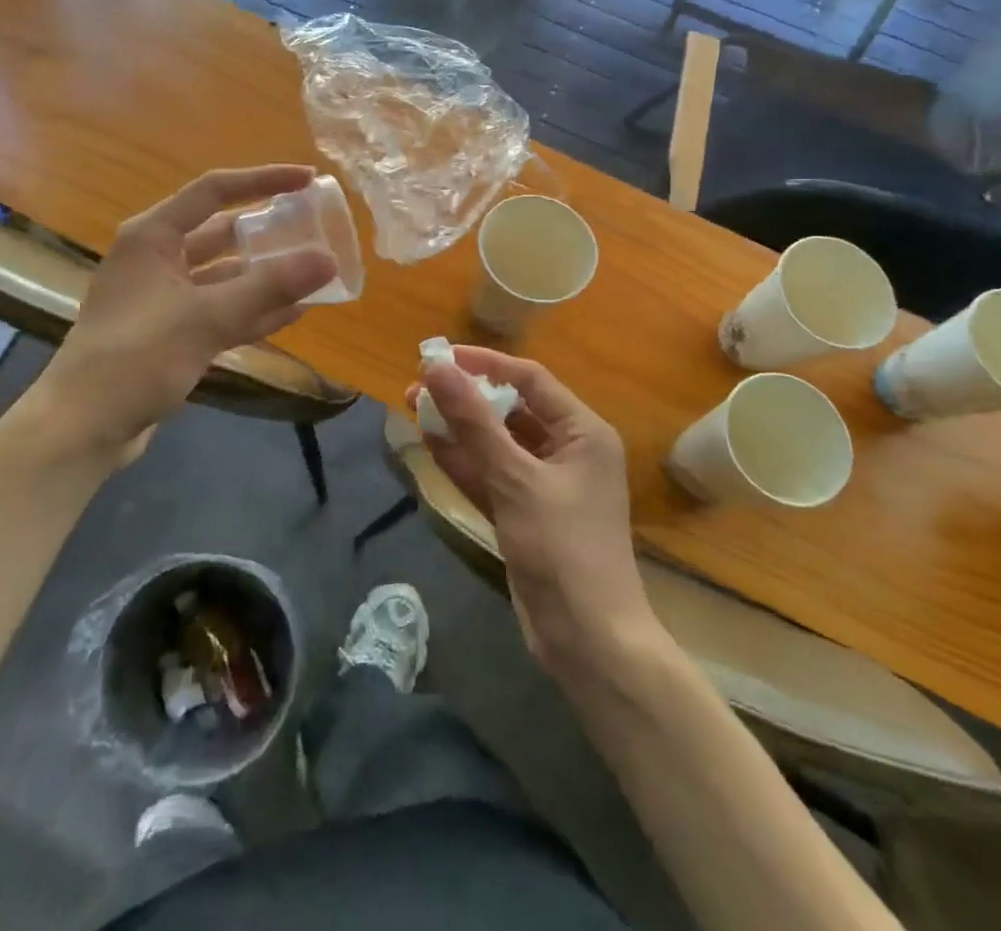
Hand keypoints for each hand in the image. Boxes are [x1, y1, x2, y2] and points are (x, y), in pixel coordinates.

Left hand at [40, 165, 337, 457]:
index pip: (214, 191)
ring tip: (315, 271)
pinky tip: (295, 311)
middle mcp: (158, 259)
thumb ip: (269, 287)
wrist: (83, 427)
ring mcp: (164, 298)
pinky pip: (222, 310)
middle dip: (268, 231)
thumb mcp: (206, 318)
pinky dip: (254, 310)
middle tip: (316, 229)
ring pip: (225, 276)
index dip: (263, 180)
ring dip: (266, 275)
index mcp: (153, 237)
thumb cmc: (137, 357)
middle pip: (222, 233)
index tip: (308, 179)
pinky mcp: (172, 333)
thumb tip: (328, 259)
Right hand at [410, 348, 654, 673]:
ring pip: (495, 443)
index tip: (440, 357)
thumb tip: (436, 368)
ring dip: (458, 427)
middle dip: (465, 397)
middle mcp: (567, 450)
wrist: (588, 642)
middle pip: (511, 409)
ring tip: (412, 406)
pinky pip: (490, 474)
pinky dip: (463, 461)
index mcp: (583, 432)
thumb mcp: (515, 479)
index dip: (485, 363)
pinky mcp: (525, 513)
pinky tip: (428, 442)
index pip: (530, 379)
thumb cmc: (562, 549)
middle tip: (418, 386)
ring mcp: (544, 484)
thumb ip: (474, 422)